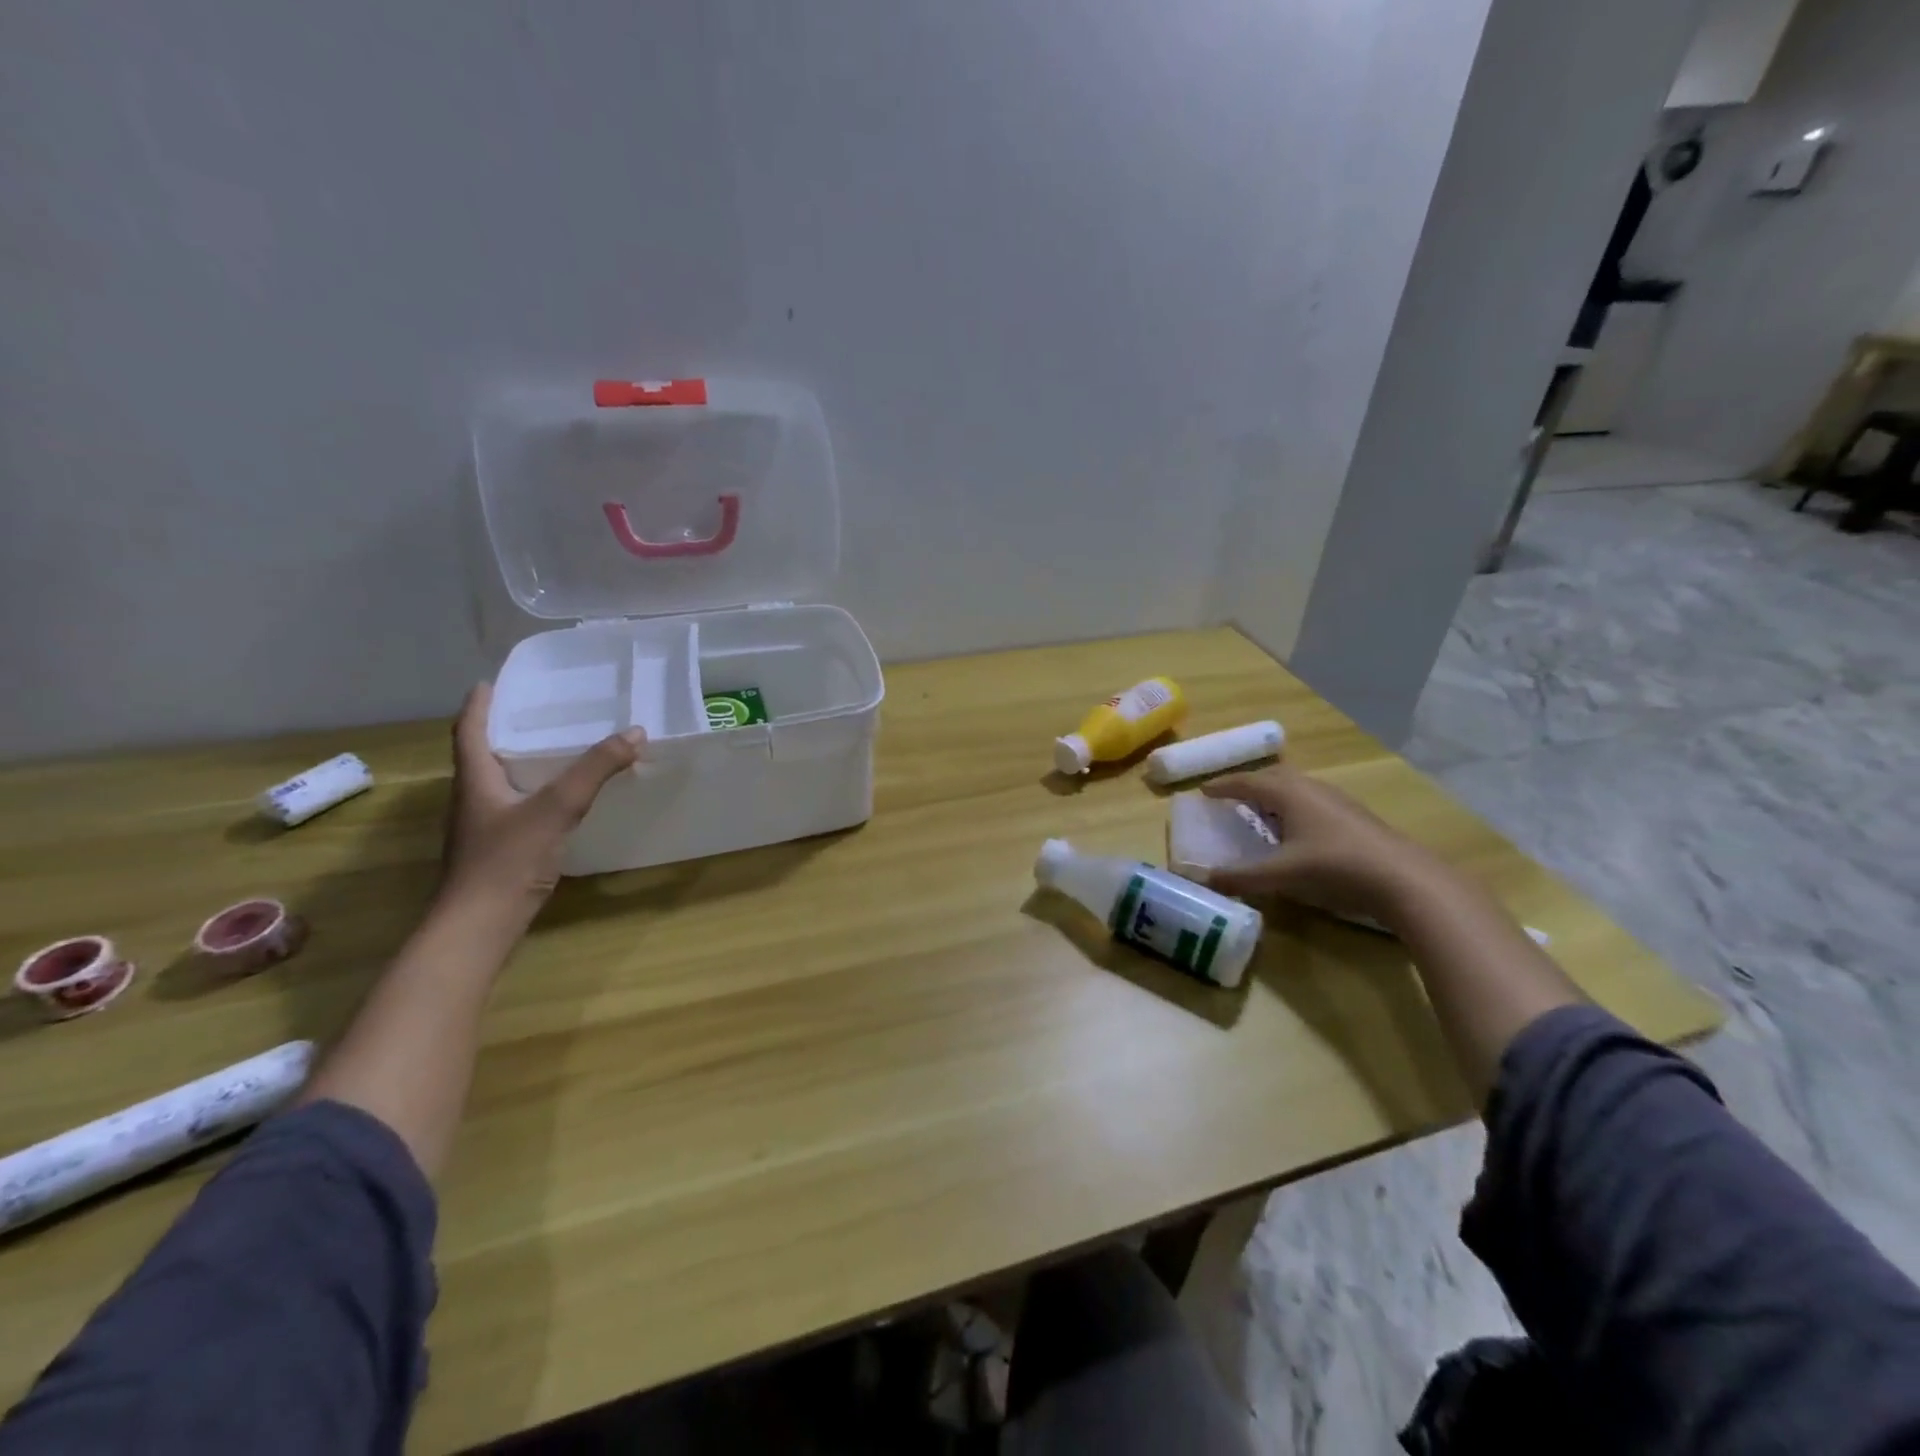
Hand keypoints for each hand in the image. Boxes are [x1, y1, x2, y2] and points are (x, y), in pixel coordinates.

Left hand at [439, 684, 645, 925]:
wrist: (478, 927)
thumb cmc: (507, 860)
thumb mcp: (557, 808)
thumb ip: (595, 769)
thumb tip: (635, 731)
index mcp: (475, 780)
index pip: (469, 730)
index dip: (479, 705)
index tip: (492, 682)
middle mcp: (473, 799)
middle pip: (483, 754)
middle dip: (506, 729)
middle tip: (541, 710)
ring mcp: (483, 827)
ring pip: (500, 782)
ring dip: (522, 762)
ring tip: (557, 748)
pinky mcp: (497, 850)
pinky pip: (516, 807)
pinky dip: (535, 792)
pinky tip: (561, 800)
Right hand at [1198, 764, 1450, 928]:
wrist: (1404, 879)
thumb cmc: (1335, 867)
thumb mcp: (1282, 874)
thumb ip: (1242, 877)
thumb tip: (1204, 879)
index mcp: (1289, 793)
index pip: (1247, 781)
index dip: (1223, 786)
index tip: (1203, 791)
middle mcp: (1311, 789)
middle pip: (1273, 777)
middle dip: (1249, 785)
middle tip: (1230, 798)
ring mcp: (1336, 801)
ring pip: (1296, 789)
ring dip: (1273, 796)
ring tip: (1260, 814)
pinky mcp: (1353, 817)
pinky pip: (1311, 802)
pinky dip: (1293, 809)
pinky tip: (1296, 832)